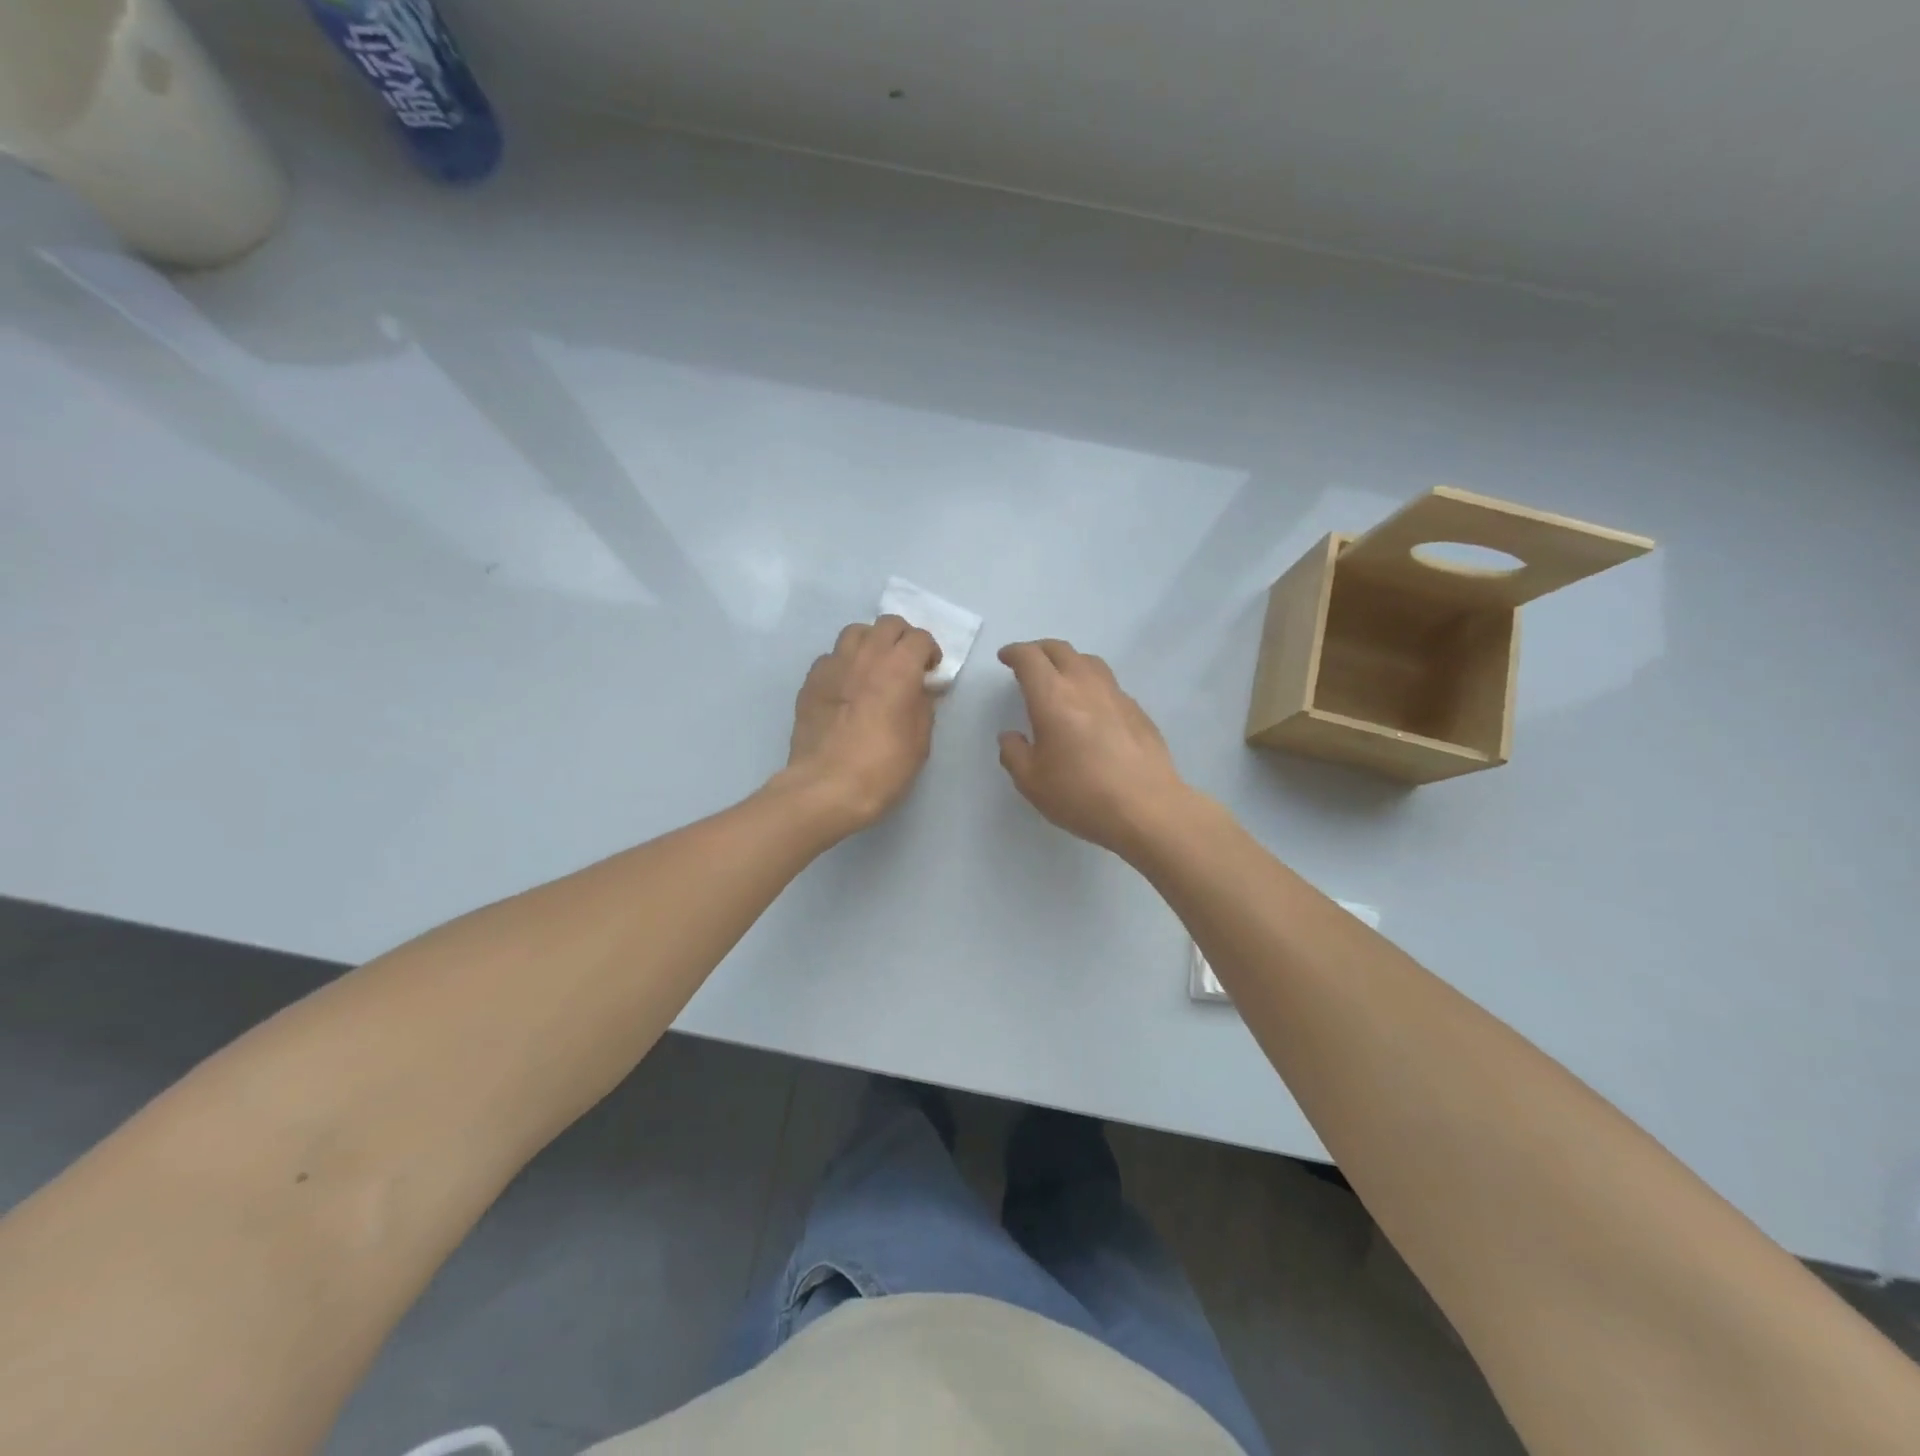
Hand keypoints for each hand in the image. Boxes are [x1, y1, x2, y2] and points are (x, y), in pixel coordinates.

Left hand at [783, 616, 941, 833]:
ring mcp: (834, 665)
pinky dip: (843, 665)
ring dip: (870, 644)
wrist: (827, 786)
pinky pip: (831, 658)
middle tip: (905, 664)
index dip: (929, 652)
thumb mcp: (920, 740)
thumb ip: (923, 706)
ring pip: (855, 633)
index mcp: (899, 666)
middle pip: (887, 624)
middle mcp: (866, 655)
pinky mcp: (810, 681)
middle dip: (901, 639)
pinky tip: (846, 689)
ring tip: (873, 669)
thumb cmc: (883, 766)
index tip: (930, 672)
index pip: (920, 638)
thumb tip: (921, 690)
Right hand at [997, 639, 1191, 855]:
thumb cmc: (1081, 795)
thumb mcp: (1031, 782)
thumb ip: (1014, 753)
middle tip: (1029, 664)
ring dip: (1069, 662)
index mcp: (1052, 697)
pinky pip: (1109, 684)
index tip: (1006, 658)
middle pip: (1060, 650)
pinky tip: (1091, 708)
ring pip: (1089, 661)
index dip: (1014, 652)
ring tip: (1061, 680)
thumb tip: (1011, 736)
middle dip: (1040, 650)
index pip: (1030, 658)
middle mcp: (1085, 685)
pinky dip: (1092, 685)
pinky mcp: (1137, 710)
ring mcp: (1116, 695)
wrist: (1147, 808)